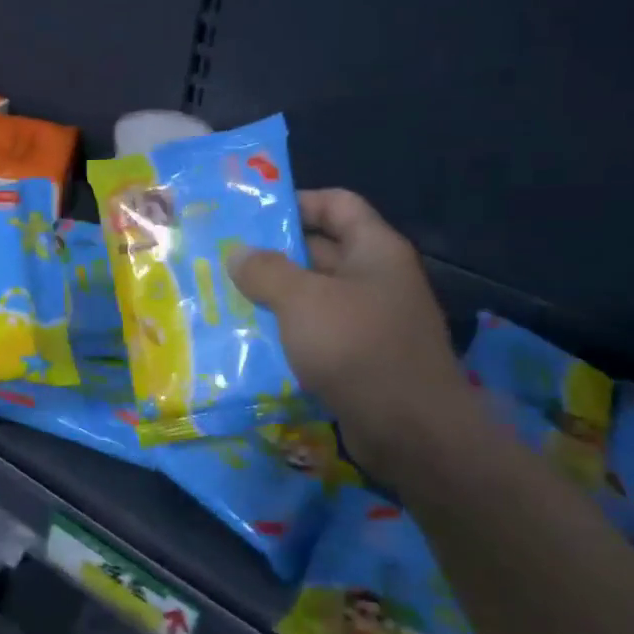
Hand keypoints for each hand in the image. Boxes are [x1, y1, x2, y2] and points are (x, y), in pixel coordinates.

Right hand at [226, 190, 472, 483]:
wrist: (410, 431)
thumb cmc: (357, 348)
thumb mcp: (302, 300)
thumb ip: (265, 271)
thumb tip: (238, 253)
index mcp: (375, 250)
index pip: (336, 204)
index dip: (296, 202)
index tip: (250, 217)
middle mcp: (376, 279)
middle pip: (320, 250)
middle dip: (272, 255)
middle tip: (222, 260)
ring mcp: (370, 321)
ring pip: (313, 296)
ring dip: (273, 297)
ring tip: (224, 299)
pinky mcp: (359, 358)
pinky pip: (316, 333)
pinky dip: (286, 332)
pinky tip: (248, 339)